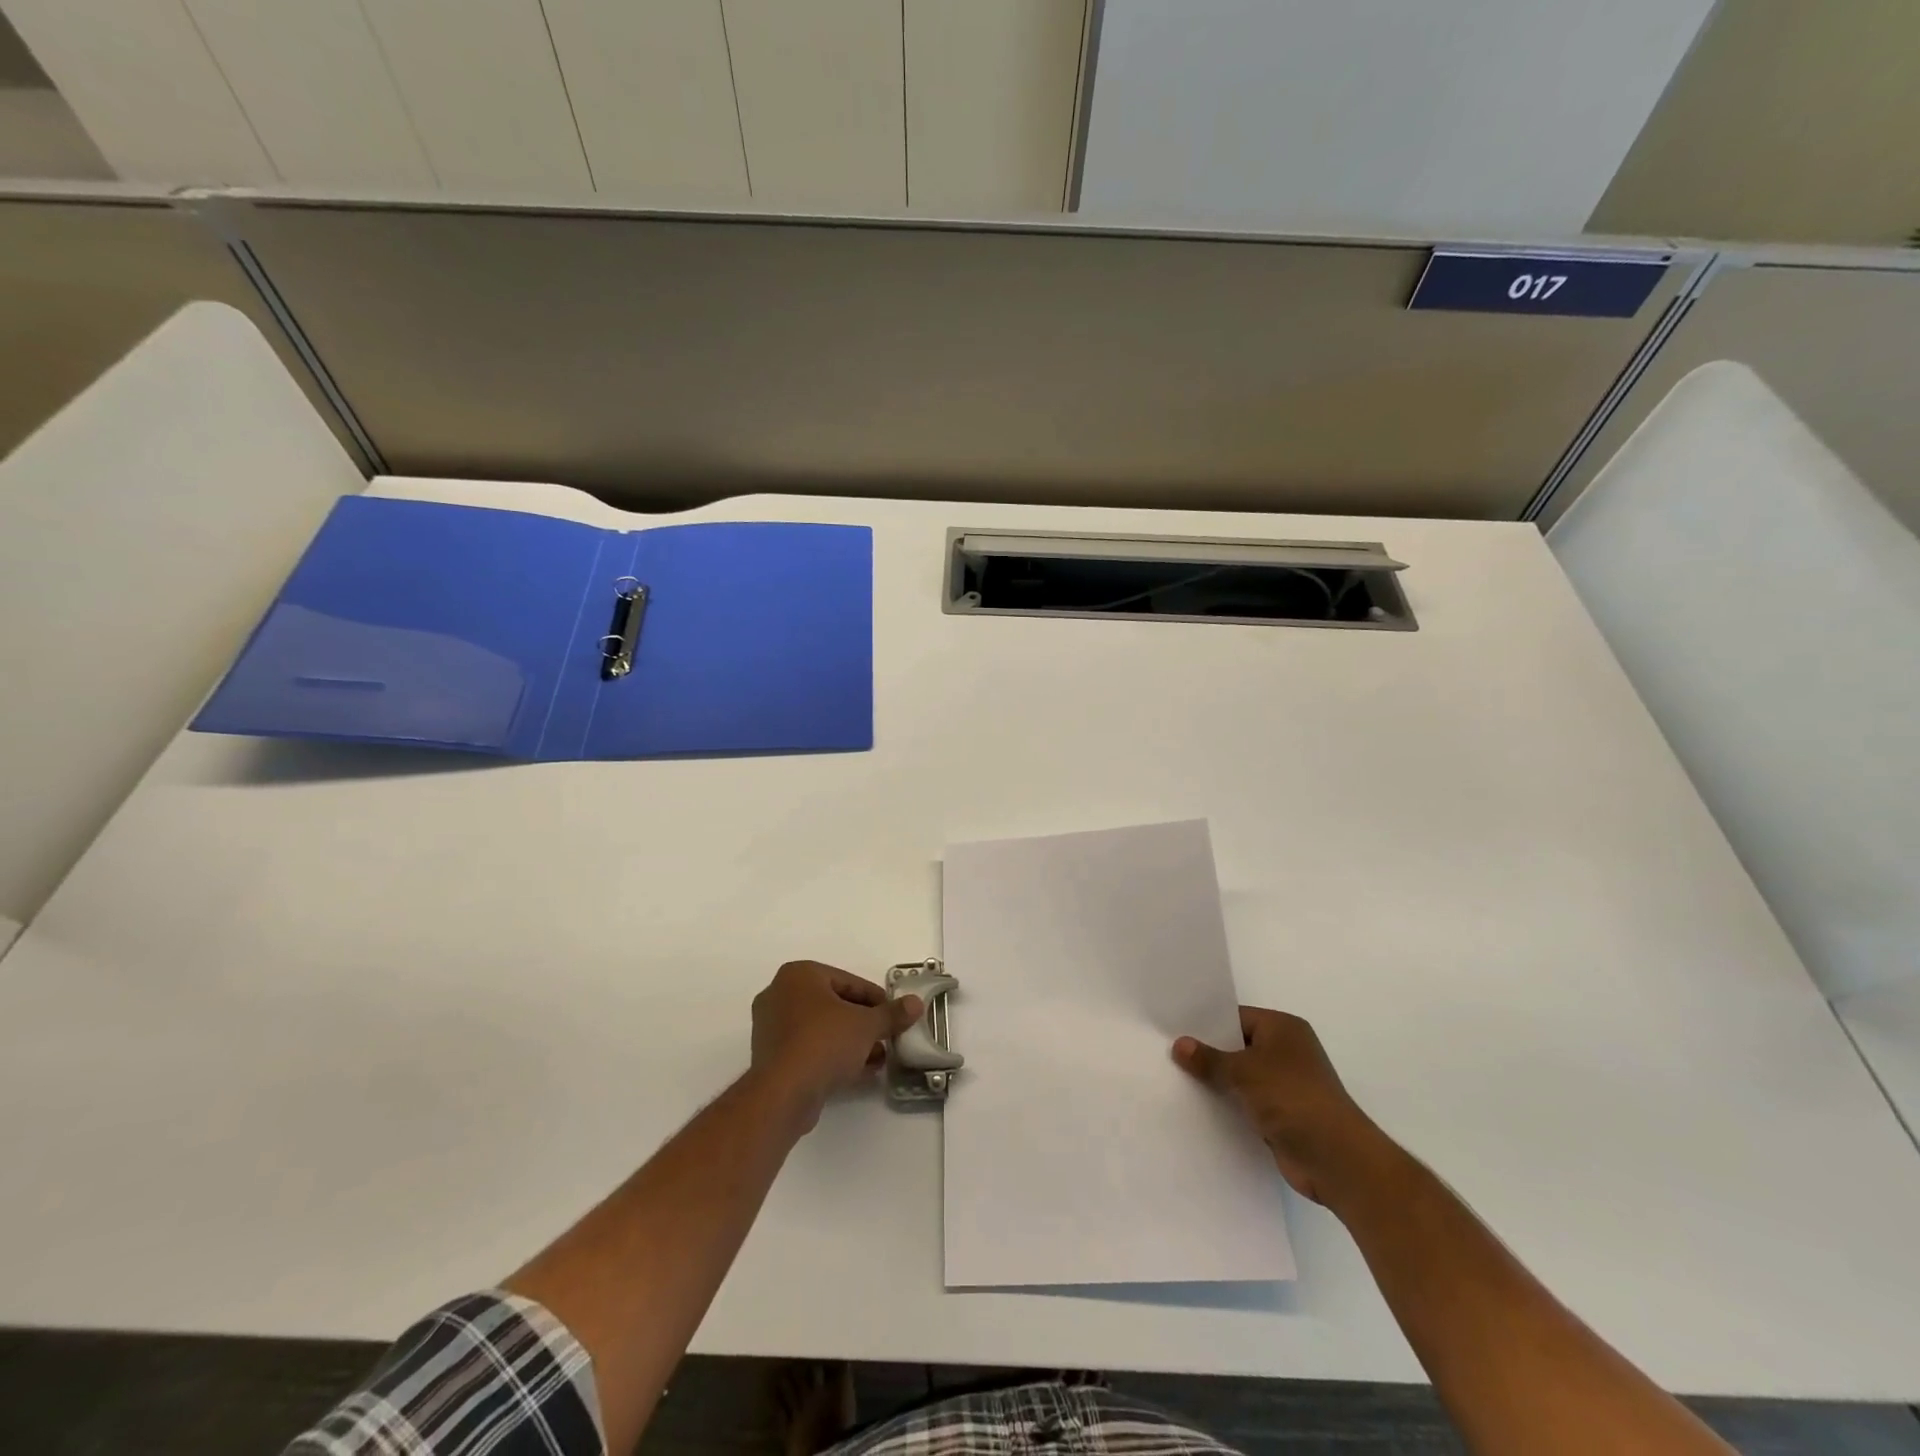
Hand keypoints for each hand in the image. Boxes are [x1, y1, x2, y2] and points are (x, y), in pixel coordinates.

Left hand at [751, 961, 923, 1130]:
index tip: (894, 1015)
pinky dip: (832, 1055)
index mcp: (799, 975)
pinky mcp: (770, 1057)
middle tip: (886, 1036)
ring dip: (850, 1041)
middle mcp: (780, 994)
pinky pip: (809, 1048)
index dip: (876, 999)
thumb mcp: (866, 1025)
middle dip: (863, 1022)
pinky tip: (858, 1071)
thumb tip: (915, 1003)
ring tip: (878, 1057)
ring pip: (821, 1028)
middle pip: (834, 1004)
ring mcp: (771, 1027)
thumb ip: (891, 1014)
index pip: (848, 982)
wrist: (783, 1094)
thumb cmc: (824, 1043)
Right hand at [1173, 1006, 1396, 1207]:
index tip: (1174, 1029)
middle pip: (1237, 1047)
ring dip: (1217, 1082)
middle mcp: (1287, 1052)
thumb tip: (1179, 1045)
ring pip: (1241, 1077)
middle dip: (1208, 1053)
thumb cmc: (1293, 1099)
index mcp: (1283, 1029)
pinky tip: (1199, 1107)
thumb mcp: (1244, 1071)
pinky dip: (1229, 1105)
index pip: (1236, 1017)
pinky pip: (1246, 1102)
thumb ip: (1209, 1059)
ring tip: (1176, 1080)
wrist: (1337, 1160)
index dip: (1206, 1024)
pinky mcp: (1282, 1115)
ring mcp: (1285, 1085)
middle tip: (1168, 1054)